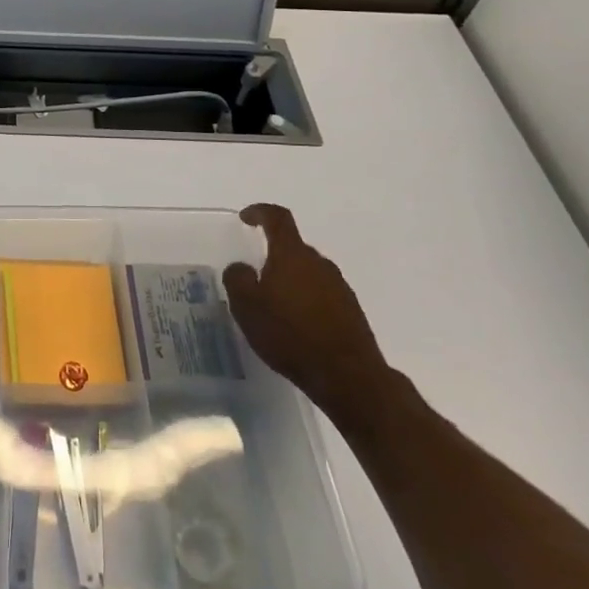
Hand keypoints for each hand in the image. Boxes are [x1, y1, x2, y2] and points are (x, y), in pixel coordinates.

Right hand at [223, 204, 393, 427]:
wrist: (348, 376)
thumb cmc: (290, 334)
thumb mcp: (247, 307)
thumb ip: (238, 279)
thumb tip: (241, 267)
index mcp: (292, 254)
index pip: (278, 218)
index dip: (260, 212)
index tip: (246, 218)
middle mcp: (319, 263)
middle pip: (293, 248)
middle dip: (273, 256)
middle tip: (255, 279)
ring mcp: (339, 287)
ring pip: (308, 273)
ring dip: (290, 281)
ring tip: (274, 308)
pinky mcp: (351, 311)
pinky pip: (322, 295)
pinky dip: (306, 301)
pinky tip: (296, 327)